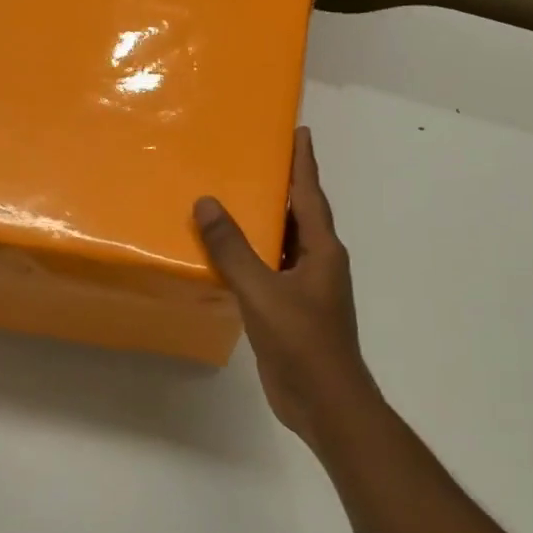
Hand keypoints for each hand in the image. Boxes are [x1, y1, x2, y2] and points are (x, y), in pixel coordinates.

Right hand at [194, 127, 383, 448]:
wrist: (325, 402)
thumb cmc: (302, 341)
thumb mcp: (262, 291)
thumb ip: (234, 249)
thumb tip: (207, 203)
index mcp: (322, 249)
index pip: (310, 194)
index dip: (304, 161)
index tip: (300, 130)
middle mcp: (318, 262)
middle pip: (299, 214)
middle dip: (283, 186)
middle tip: (257, 159)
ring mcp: (307, 288)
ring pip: (283, 244)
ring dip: (265, 223)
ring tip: (237, 199)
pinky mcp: (292, 311)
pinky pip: (271, 272)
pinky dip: (253, 257)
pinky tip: (230, 256)